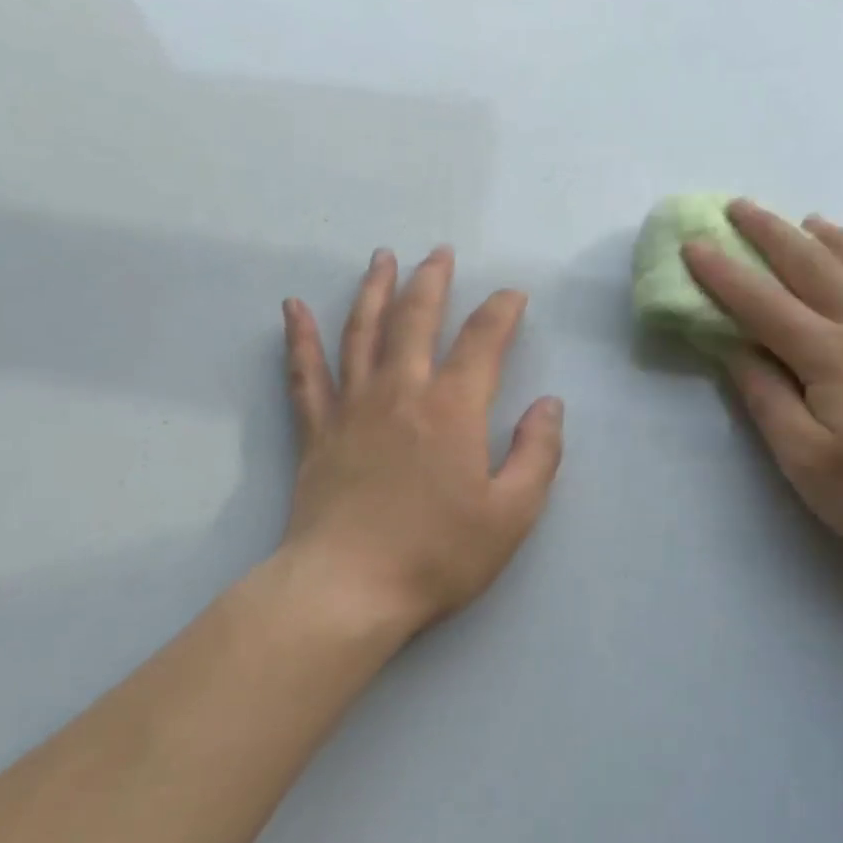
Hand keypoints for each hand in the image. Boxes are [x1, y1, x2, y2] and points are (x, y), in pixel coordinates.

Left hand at [280, 247, 564, 638]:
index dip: (502, 311)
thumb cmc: (437, 555)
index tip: (513, 296)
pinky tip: (293, 308)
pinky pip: (305, 374)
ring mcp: (352, 408)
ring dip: (374, 291)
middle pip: (416, 320)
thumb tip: (549, 405)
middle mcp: (401, 392)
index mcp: (453, 409)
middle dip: (431, 281)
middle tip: (439, 253)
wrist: (349, 589)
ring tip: (382, 259)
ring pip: (362, 332)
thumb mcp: (512, 514)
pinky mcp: (316, 432)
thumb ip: (538, 454)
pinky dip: (300, 338)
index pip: (483, 341)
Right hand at [684, 202, 842, 567]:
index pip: (764, 306)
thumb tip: (736, 351)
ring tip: (813, 221)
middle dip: (774, 235)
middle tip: (741, 207)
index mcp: (832, 357)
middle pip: (817, 269)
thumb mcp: (806, 461)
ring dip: (839, 239)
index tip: (693, 244)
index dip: (725, 275)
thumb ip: (769, 400)